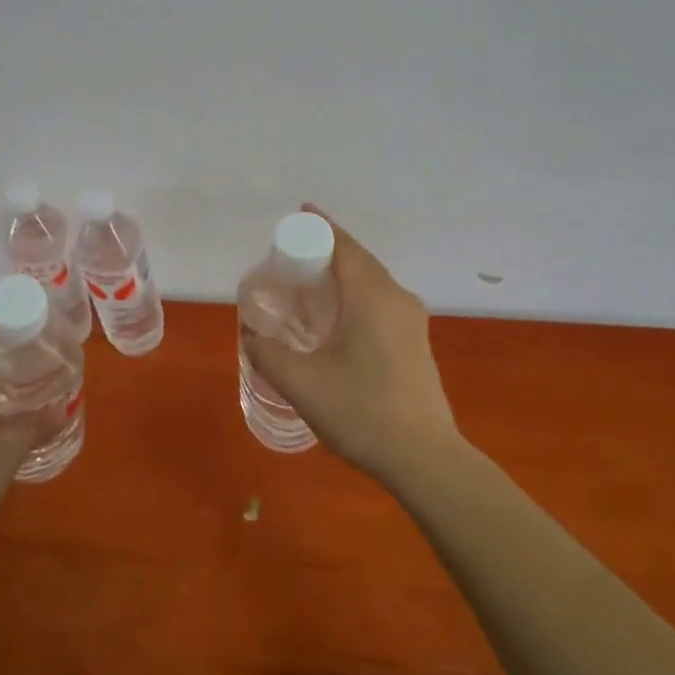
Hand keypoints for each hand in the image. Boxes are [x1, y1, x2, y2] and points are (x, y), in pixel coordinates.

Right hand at [241, 205, 461, 482]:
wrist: (424, 458)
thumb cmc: (361, 412)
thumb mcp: (301, 383)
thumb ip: (267, 353)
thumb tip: (249, 335)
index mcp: (373, 296)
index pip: (344, 246)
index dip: (319, 227)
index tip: (297, 215)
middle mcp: (397, 298)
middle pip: (359, 260)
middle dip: (327, 250)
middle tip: (290, 257)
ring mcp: (412, 321)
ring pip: (372, 282)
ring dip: (342, 276)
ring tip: (307, 286)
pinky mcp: (416, 342)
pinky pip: (381, 302)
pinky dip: (355, 296)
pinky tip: (334, 320)